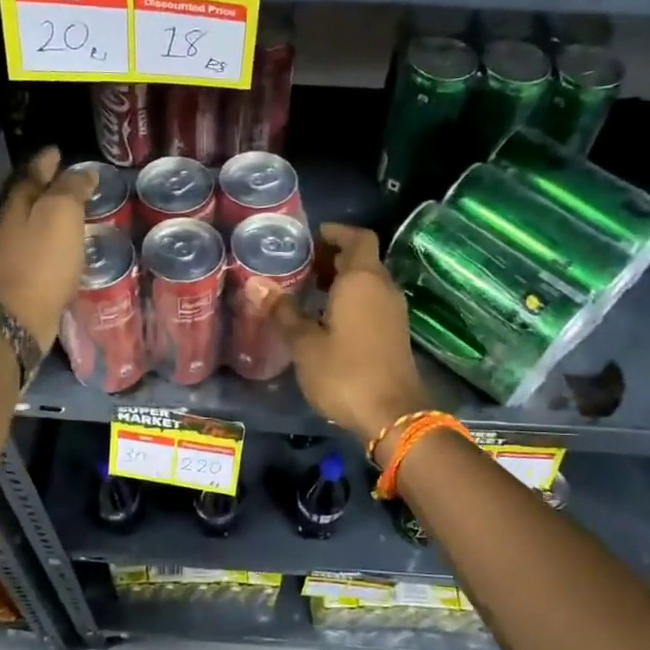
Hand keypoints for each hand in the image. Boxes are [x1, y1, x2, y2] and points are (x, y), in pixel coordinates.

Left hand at [0, 148, 94, 349]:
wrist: (21, 315)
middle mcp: (11, 225)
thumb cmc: (43, 260)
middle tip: (73, 181)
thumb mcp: (61, 214)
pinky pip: (42, 250)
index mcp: (18, 204)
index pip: (32, 174)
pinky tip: (70, 247)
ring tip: (77, 213)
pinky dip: (56, 242)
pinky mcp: (24, 278)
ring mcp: (14, 253)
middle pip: (30, 198)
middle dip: (49, 187)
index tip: (58, 152)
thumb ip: (71, 189)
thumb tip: (82, 171)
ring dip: (53, 216)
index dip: (46, 162)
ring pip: (35, 224)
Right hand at [252, 223, 429, 440]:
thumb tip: (255, 284)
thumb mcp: (304, 343)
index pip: (358, 238)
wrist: (392, 416)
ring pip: (368, 282)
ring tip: (308, 292)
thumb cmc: (344, 373)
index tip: (311, 238)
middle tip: (301, 267)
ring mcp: (393, 312)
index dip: (336, 233)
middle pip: (362, 259)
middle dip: (333, 258)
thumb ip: (282, 311)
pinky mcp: (394, 333)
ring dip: (342, 281)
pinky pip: (372, 302)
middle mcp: (383, 288)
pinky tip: (326, 320)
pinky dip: (351, 300)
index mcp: (362, 280)